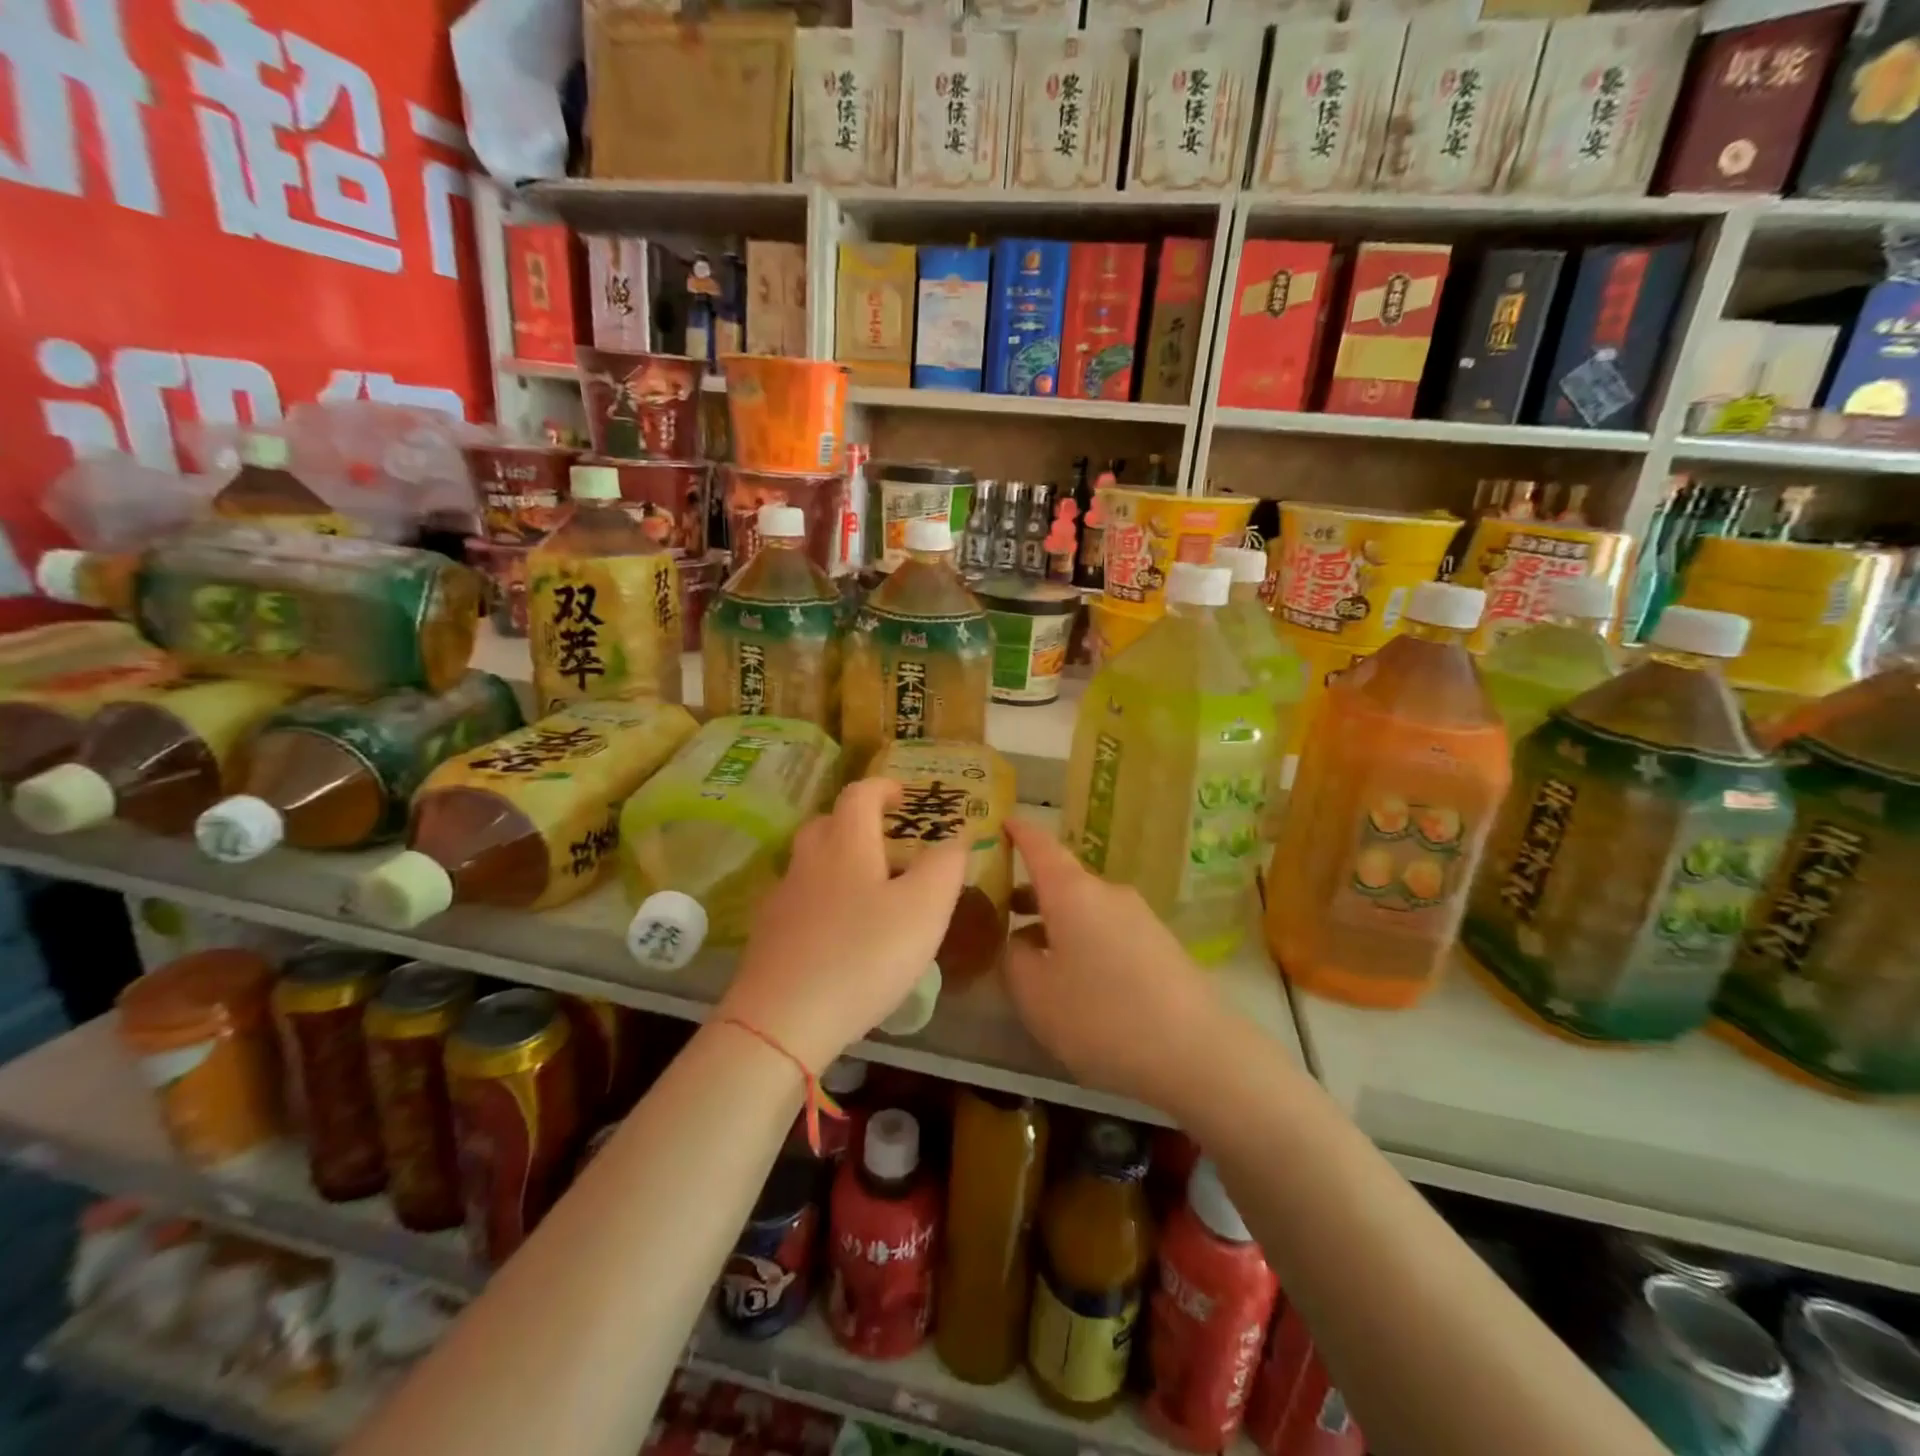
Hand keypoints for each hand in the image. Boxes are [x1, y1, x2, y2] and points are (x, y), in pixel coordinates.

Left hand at [720, 777, 965, 1071]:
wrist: (782, 1020)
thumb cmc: (864, 955)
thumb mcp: (924, 909)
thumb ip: (944, 867)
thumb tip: (954, 838)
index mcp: (847, 845)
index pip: (859, 795)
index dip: (882, 788)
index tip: (903, 796)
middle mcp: (808, 862)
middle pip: (827, 824)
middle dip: (856, 823)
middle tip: (886, 843)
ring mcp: (782, 899)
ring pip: (810, 863)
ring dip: (837, 862)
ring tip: (868, 891)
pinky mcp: (768, 936)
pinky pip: (799, 902)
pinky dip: (821, 901)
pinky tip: (838, 933)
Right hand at [1003, 817, 1226, 1118]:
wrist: (1198, 1052)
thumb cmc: (1101, 1015)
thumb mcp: (1035, 994)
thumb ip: (1015, 958)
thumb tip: (1022, 941)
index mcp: (1072, 892)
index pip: (1039, 845)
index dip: (1018, 832)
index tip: (1001, 821)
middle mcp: (1107, 893)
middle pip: (1063, 881)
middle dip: (1031, 893)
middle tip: (1000, 911)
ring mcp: (1140, 918)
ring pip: (1086, 910)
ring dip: (1057, 923)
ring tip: (1035, 956)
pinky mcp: (1161, 946)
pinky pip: (1110, 932)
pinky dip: (1084, 942)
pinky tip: (1079, 983)